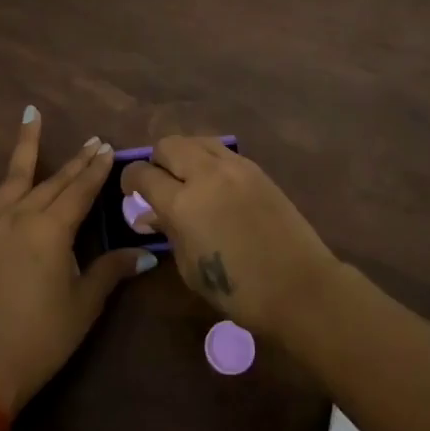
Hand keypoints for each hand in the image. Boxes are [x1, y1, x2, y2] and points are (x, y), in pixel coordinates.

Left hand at [0, 109, 155, 414]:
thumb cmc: (42, 337)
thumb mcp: (84, 304)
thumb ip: (111, 271)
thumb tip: (146, 255)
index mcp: (54, 231)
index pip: (82, 191)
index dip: (97, 170)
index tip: (108, 149)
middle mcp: (24, 216)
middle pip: (55, 182)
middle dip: (76, 161)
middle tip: (92, 140)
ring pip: (15, 175)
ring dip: (26, 142)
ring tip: (32, 112)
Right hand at [122, 137, 340, 338]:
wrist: (299, 287)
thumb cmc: (238, 290)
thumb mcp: (190, 267)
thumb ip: (168, 232)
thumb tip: (149, 215)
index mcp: (183, 203)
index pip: (143, 174)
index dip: (130, 180)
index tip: (131, 192)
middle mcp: (206, 174)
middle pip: (168, 145)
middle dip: (156, 160)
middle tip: (159, 184)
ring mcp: (235, 167)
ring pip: (196, 140)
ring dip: (184, 154)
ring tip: (186, 178)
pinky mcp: (257, 169)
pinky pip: (222, 151)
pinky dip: (209, 159)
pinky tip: (213, 183)